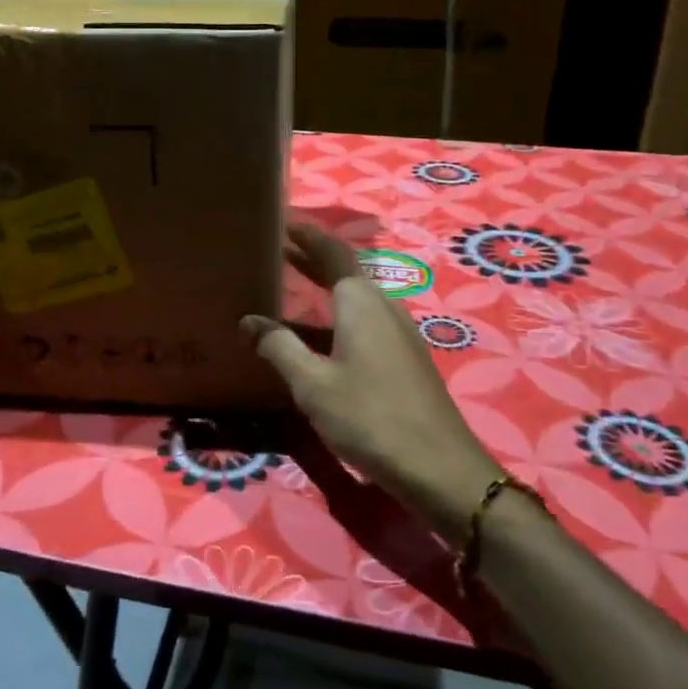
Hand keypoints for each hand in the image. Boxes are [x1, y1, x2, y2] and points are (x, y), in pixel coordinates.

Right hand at [241, 223, 501, 544]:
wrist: (438, 467)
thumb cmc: (370, 417)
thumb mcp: (313, 384)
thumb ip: (279, 347)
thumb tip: (248, 321)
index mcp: (362, 302)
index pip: (332, 251)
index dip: (307, 235)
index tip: (282, 221)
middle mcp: (384, 307)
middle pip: (345, 271)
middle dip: (313, 257)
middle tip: (279, 248)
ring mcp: (399, 333)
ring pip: (356, 298)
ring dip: (325, 288)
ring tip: (292, 287)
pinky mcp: (405, 359)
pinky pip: (365, 321)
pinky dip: (337, 315)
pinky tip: (321, 336)